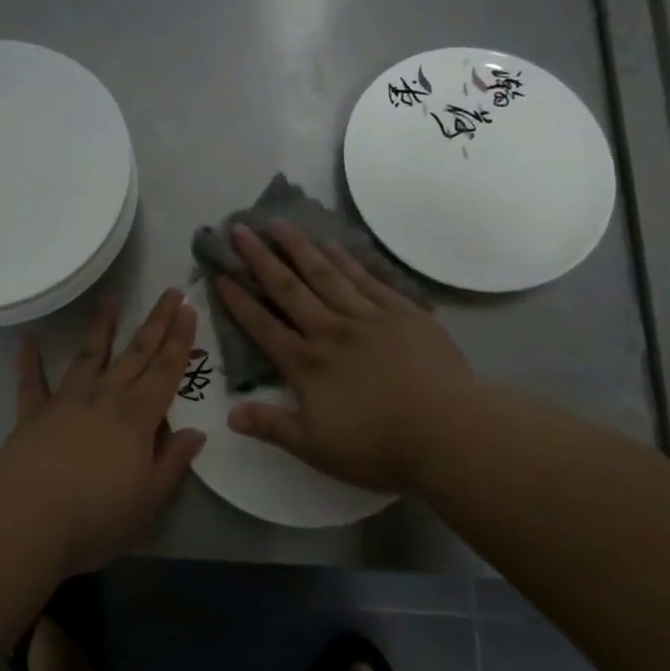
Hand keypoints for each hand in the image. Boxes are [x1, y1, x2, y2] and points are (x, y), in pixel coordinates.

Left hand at [0, 289, 207, 576]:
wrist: (29, 522)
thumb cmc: (97, 517)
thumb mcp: (150, 499)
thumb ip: (172, 462)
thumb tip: (196, 432)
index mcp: (138, 417)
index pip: (166, 371)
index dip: (180, 340)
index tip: (189, 310)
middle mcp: (105, 398)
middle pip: (136, 353)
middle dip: (156, 322)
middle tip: (170, 292)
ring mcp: (67, 401)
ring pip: (89, 355)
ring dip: (101, 327)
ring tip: (110, 299)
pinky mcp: (33, 414)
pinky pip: (31, 382)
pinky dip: (29, 360)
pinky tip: (28, 339)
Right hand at [215, 222, 476, 493]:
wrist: (449, 431)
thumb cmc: (379, 446)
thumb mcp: (316, 448)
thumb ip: (271, 426)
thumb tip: (229, 414)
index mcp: (307, 365)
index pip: (264, 327)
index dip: (239, 303)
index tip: (220, 276)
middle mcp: (331, 332)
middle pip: (289, 289)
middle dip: (261, 259)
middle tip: (240, 229)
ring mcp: (368, 318)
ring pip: (326, 274)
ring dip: (299, 247)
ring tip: (279, 222)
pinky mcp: (402, 312)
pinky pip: (367, 279)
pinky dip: (346, 260)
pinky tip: (332, 244)